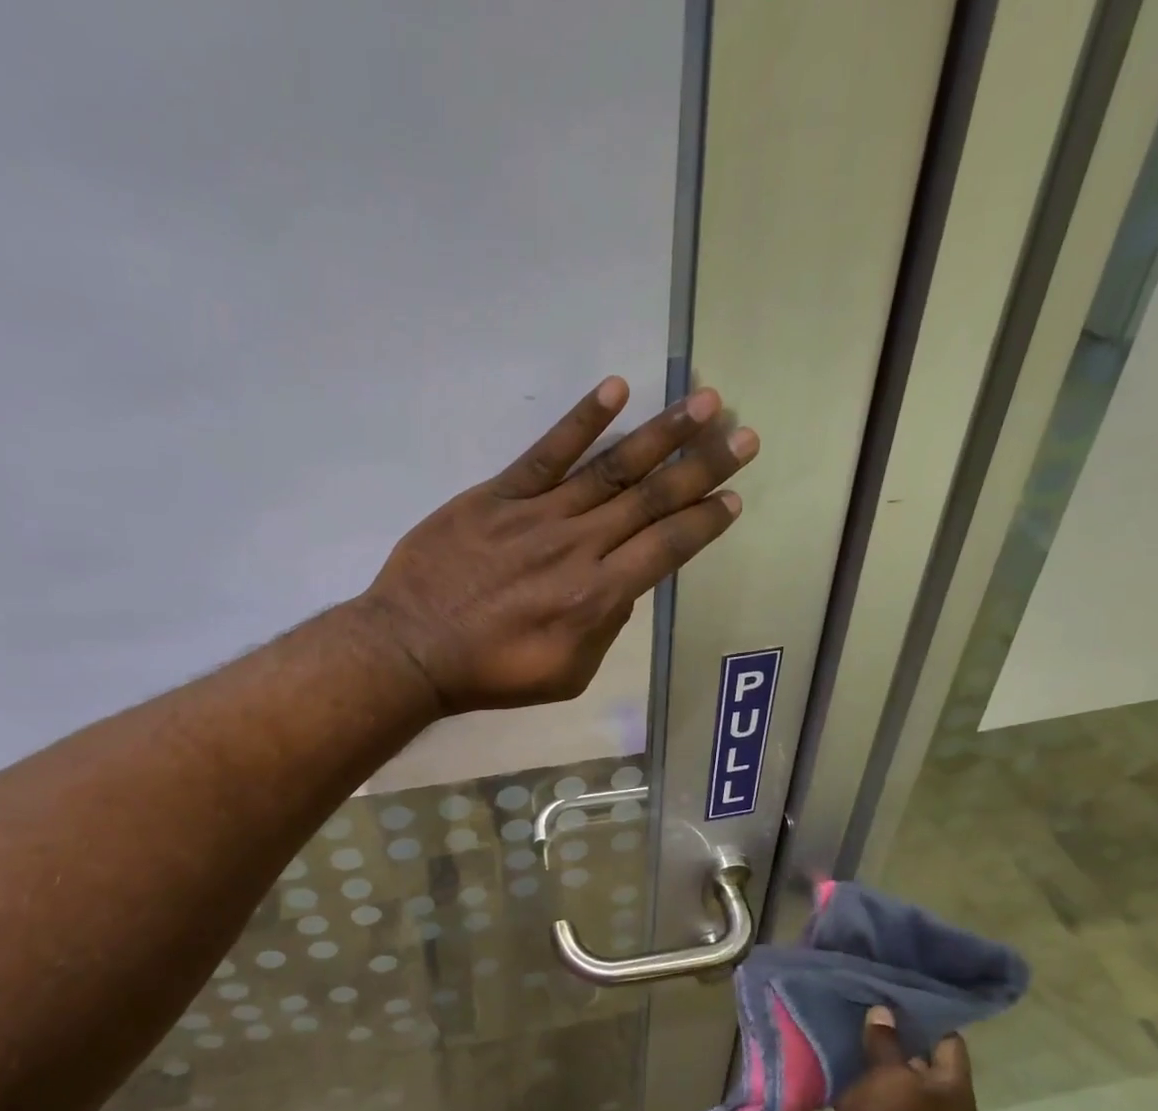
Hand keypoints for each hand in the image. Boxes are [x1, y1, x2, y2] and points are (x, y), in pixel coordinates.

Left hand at [355, 376, 758, 713]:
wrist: (413, 648)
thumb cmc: (491, 672)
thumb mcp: (566, 674)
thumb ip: (605, 630)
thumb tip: (624, 588)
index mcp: (598, 596)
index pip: (667, 548)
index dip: (704, 521)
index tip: (733, 497)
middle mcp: (580, 546)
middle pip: (652, 499)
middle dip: (703, 466)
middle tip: (744, 435)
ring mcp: (539, 514)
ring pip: (612, 467)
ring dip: (663, 433)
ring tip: (705, 402)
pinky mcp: (498, 495)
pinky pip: (547, 452)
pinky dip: (581, 420)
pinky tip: (615, 389)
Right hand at [818, 1008, 976, 1110]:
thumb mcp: (884, 1076)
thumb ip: (886, 1042)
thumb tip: (884, 1012)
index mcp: (955, 1092)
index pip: (949, 1040)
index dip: (926, 1016)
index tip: (897, 993)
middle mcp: (945, 1108)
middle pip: (925, 1060)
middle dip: (899, 1035)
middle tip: (870, 1006)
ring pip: (903, 1080)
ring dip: (882, 1059)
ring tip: (854, 1030)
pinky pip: (886, 1099)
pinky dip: (871, 1083)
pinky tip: (847, 1066)